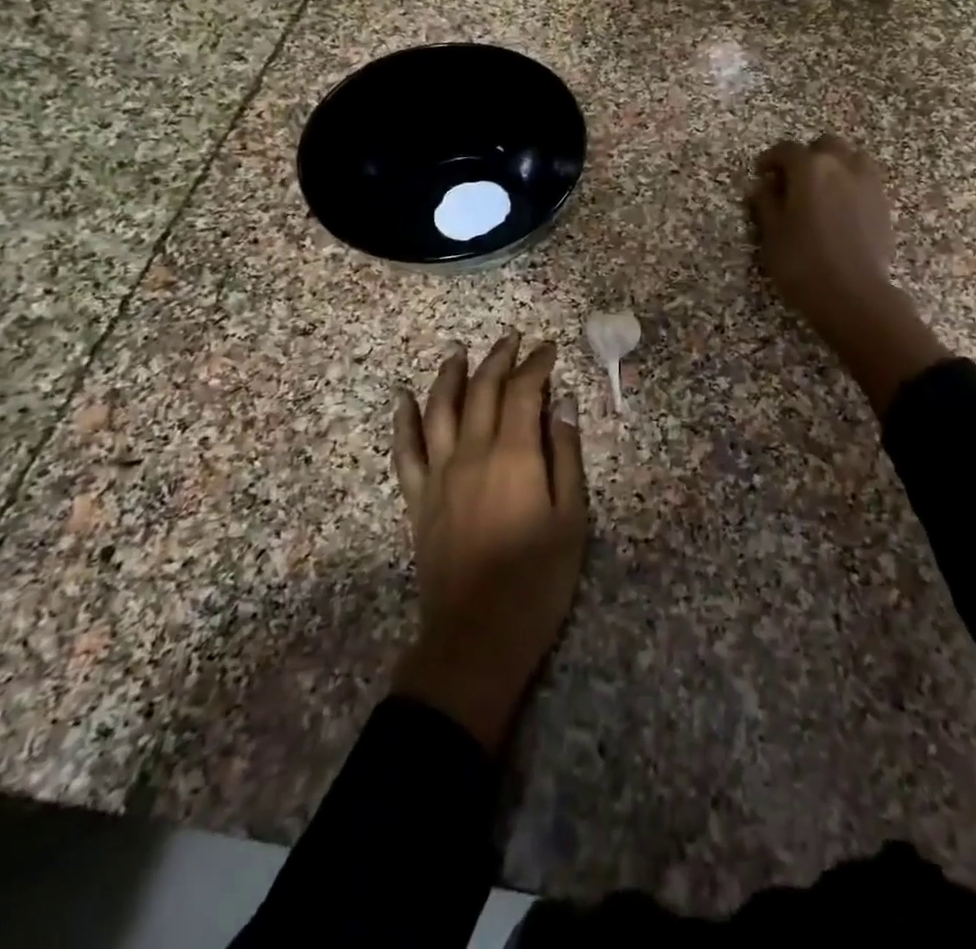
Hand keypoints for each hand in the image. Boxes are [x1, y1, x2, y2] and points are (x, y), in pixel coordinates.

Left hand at [390, 334, 587, 750]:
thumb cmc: (537, 579)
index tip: (548, 347)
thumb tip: (563, 404)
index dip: (536, 364)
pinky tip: (404, 398)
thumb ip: (566, 455)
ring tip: (459, 351)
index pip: (524, 391)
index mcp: (515, 455)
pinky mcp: (418, 498)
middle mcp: (472, 453)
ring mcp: (439, 474)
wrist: (477, 636)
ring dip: (450, 375)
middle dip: (499, 359)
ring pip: (439, 409)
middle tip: (513, 339)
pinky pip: (406, 450)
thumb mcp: (571, 517)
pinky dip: (404, 420)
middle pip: (482, 390)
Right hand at [748, 134, 896, 337]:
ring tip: (821, 189)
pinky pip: (865, 180)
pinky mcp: (883, 204)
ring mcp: (868, 183)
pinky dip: (851, 183)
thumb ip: (766, 203)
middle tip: (791, 180)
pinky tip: (841, 207)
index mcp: (810, 168)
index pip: (787, 150)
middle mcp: (842, 165)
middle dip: (806, 157)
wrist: (853, 295)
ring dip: (834, 165)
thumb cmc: (803, 263)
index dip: (771, 159)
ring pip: (851, 158)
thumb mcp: (773, 234)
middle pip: (824, 146)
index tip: (761, 172)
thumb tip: (762, 186)